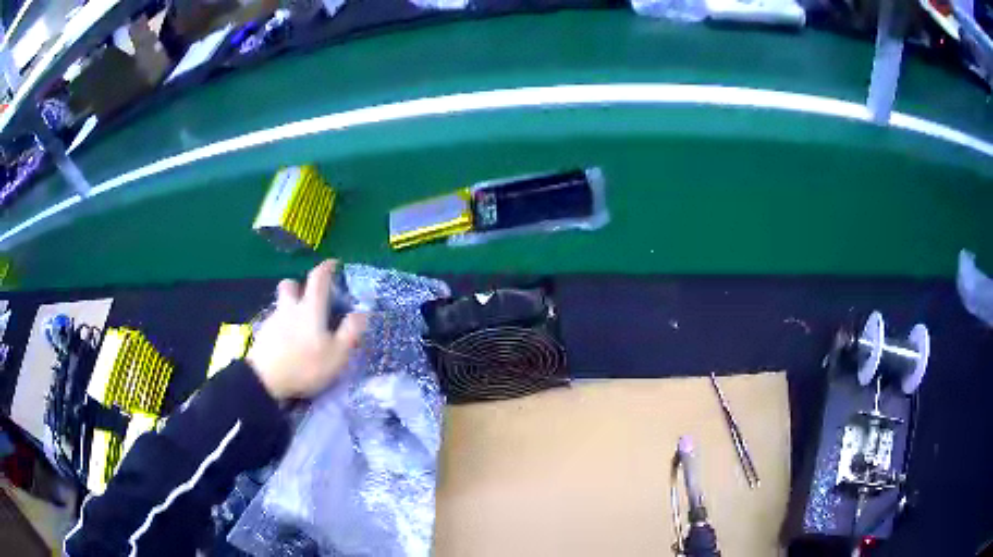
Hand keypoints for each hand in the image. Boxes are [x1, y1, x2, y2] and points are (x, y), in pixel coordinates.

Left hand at [247, 260, 367, 399]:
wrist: (264, 381)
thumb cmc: (305, 366)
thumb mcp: (337, 354)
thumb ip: (350, 332)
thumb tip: (362, 313)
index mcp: (310, 308)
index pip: (318, 278)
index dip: (327, 267)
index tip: (334, 263)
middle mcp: (289, 308)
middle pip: (290, 285)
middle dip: (298, 285)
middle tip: (307, 296)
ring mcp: (273, 321)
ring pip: (281, 305)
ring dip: (290, 309)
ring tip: (299, 328)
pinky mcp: (262, 335)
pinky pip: (274, 324)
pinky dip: (281, 328)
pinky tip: (287, 344)